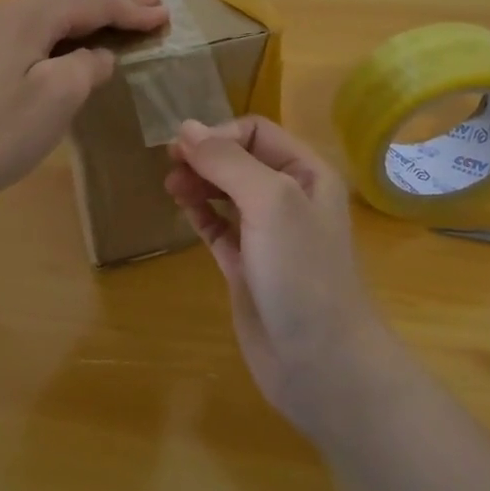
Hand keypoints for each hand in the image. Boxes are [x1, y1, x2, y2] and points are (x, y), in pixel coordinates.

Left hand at [0, 0, 166, 209]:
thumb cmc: (1, 129)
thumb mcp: (58, 95)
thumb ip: (86, 66)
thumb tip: (98, 56)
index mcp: (31, 16)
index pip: (93, 6)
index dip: (130, 11)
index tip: (164, 15)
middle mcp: (7, 13)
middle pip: (70, 2)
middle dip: (112, 2)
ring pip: (45, 10)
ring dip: (81, 6)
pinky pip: (24, 21)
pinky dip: (48, 13)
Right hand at [166, 116, 392, 436]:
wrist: (321, 362)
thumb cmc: (301, 271)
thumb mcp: (269, 202)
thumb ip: (227, 161)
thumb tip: (186, 128)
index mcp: (306, 172)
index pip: (256, 132)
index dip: (219, 133)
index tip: (184, 150)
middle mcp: (289, 197)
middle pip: (239, 159)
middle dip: (205, 156)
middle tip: (168, 165)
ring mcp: (268, 233)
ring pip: (226, 192)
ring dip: (198, 182)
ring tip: (170, 185)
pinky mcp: (247, 265)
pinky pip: (218, 227)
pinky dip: (199, 213)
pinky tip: (181, 207)